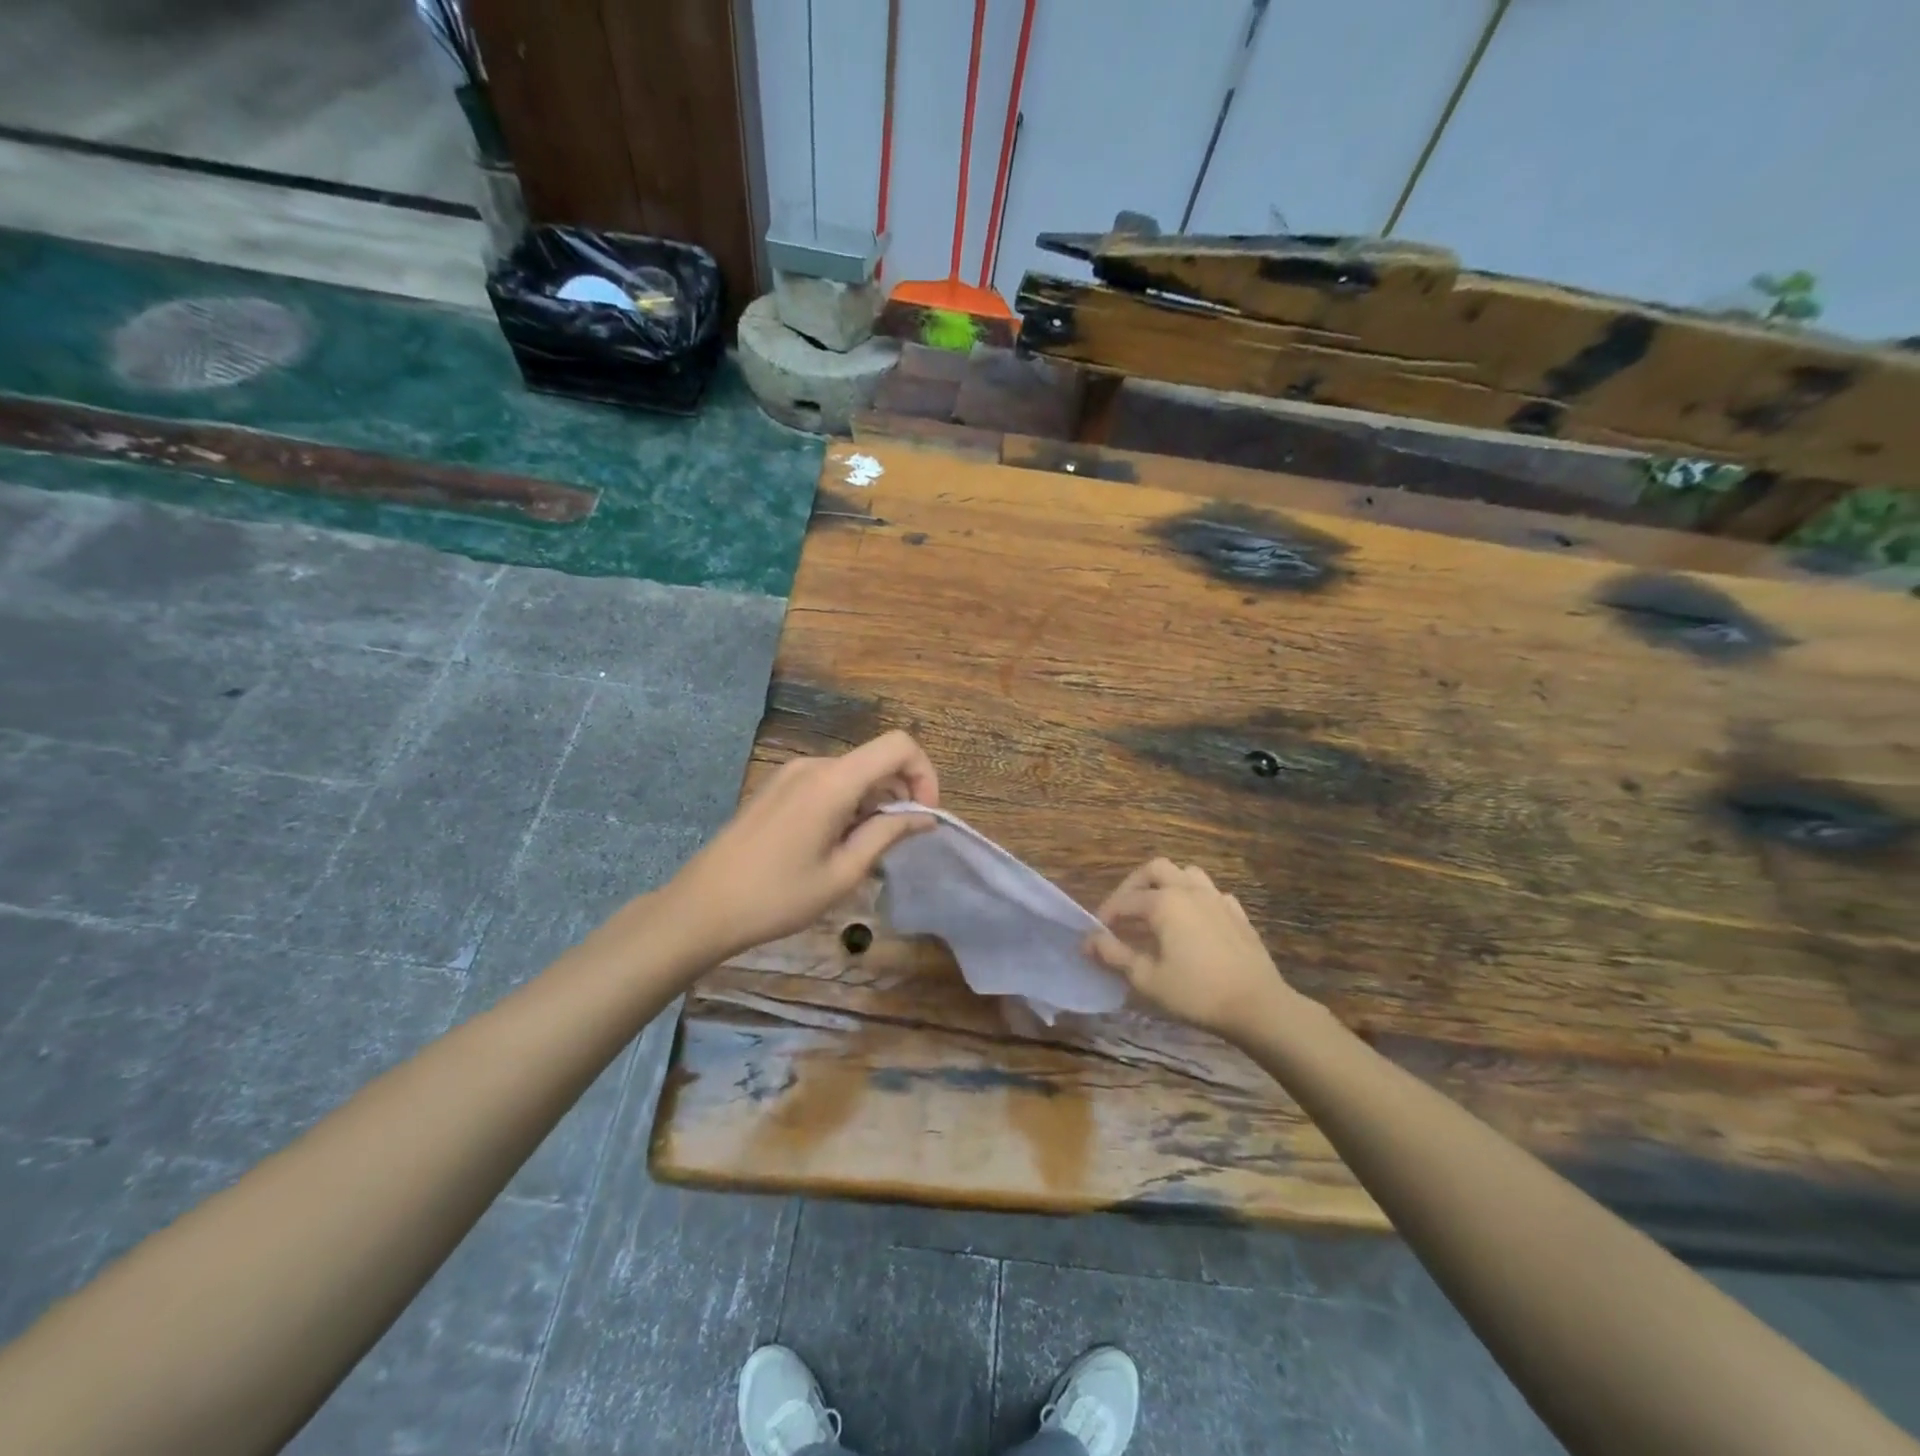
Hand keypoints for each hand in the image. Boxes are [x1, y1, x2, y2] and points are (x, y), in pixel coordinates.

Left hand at [662, 730, 938, 961]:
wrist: (702, 906)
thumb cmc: (777, 897)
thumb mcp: (843, 873)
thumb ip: (887, 834)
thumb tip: (925, 817)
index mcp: (833, 781)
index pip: (899, 745)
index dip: (924, 774)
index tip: (921, 816)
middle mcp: (813, 765)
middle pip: (876, 760)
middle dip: (900, 794)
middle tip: (896, 843)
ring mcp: (791, 772)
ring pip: (853, 773)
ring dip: (873, 802)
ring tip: (862, 849)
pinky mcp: (777, 786)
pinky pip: (828, 782)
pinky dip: (848, 803)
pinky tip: (834, 843)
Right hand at [1086, 859, 1298, 1039]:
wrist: (1258, 1006)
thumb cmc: (1196, 993)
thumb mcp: (1147, 978)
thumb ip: (1115, 955)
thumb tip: (1089, 941)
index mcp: (1164, 903)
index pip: (1124, 902)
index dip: (1105, 916)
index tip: (1095, 936)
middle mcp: (1189, 890)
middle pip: (1155, 869)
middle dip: (1134, 885)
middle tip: (1123, 911)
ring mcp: (1217, 899)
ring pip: (1187, 874)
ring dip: (1167, 885)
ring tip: (1157, 910)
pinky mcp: (1238, 914)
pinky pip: (1211, 894)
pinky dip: (1195, 900)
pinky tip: (1193, 922)